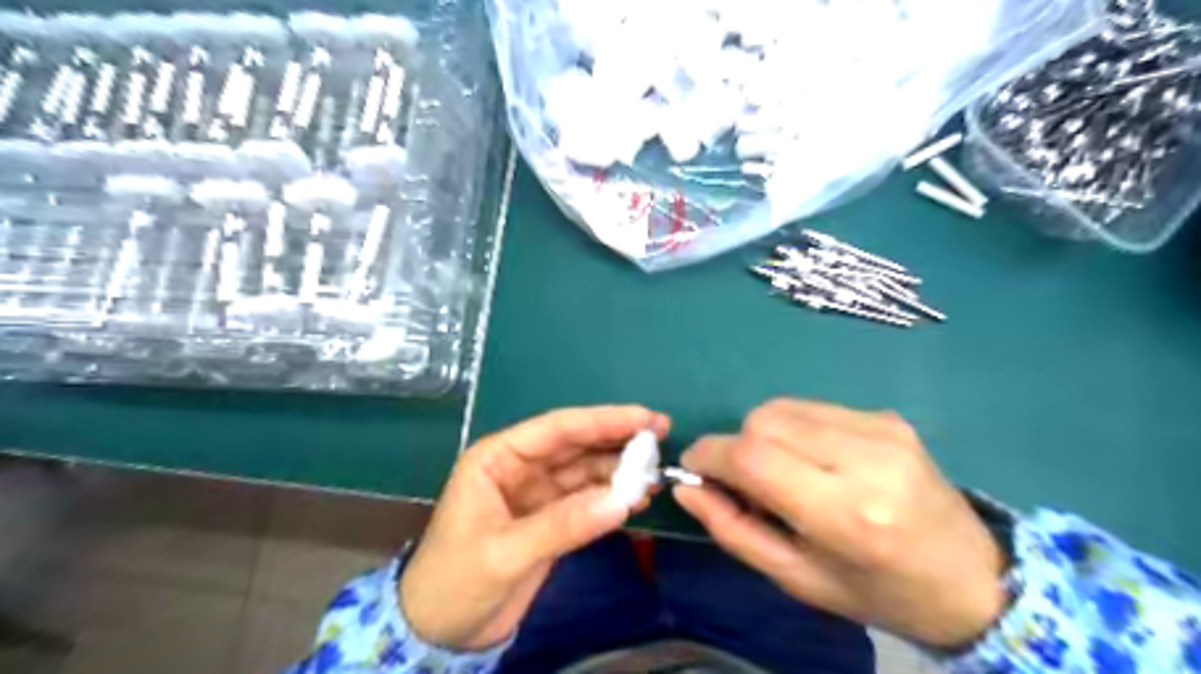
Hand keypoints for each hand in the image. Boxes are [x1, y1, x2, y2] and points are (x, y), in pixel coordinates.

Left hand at [401, 405, 665, 653]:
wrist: (440, 634)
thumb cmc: (454, 582)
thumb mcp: (504, 553)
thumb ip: (563, 525)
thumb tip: (623, 500)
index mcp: (498, 458)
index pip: (556, 429)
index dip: (602, 420)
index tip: (644, 418)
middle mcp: (521, 468)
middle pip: (576, 445)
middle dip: (617, 439)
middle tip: (661, 434)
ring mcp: (538, 494)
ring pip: (586, 471)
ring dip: (619, 470)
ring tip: (656, 474)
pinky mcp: (552, 519)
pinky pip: (588, 501)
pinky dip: (613, 498)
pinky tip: (638, 498)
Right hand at [673, 399, 1006, 646]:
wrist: (973, 577)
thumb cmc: (880, 592)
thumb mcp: (798, 579)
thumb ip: (734, 530)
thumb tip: (687, 488)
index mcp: (847, 514)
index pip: (754, 458)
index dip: (711, 456)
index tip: (693, 469)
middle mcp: (866, 459)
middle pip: (763, 421)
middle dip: (736, 447)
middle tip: (746, 484)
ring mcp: (881, 429)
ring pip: (782, 407)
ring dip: (763, 436)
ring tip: (784, 472)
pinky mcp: (887, 416)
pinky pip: (811, 408)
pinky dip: (793, 430)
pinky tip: (814, 460)